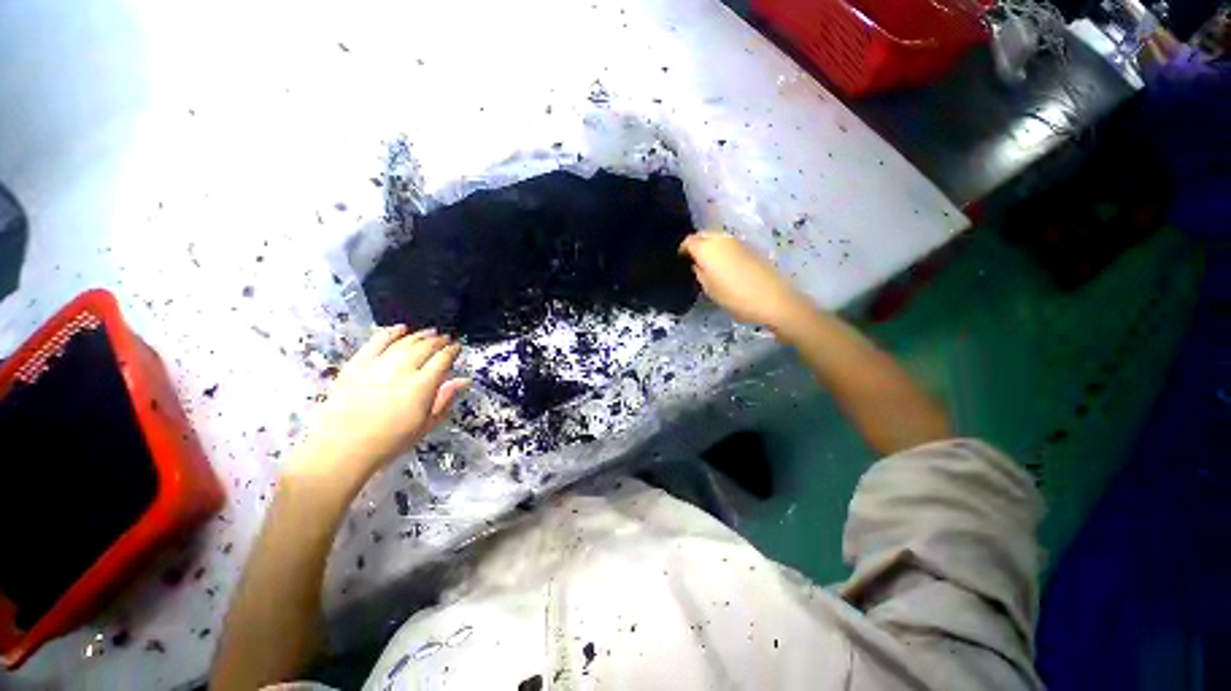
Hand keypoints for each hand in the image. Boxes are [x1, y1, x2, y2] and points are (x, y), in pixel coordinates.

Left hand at [291, 326, 466, 486]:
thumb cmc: (390, 441)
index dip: (452, 351)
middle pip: (424, 347)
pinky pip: (375, 342)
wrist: (342, 449)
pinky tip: (400, 327)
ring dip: (419, 335)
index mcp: (421, 386)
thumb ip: (446, 399)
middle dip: (438, 340)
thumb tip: (464, 380)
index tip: (457, 347)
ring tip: (429, 332)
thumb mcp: (426, 425)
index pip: (442, 360)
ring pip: (403, 342)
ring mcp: (377, 366)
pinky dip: (389, 333)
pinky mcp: (356, 365)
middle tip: (445, 338)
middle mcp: (402, 370)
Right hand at [680, 231, 809, 329]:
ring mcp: (737, 241)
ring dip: (710, 247)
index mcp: (707, 248)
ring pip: (717, 238)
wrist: (771, 299)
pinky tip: (723, 265)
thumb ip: (699, 272)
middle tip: (693, 261)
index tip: (681, 261)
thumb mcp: (709, 289)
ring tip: (707, 264)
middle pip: (703, 235)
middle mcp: (721, 239)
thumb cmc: (734, 296)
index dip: (683, 250)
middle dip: (696, 245)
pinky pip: (728, 244)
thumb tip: (697, 264)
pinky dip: (722, 250)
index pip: (689, 241)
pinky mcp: (749, 247)